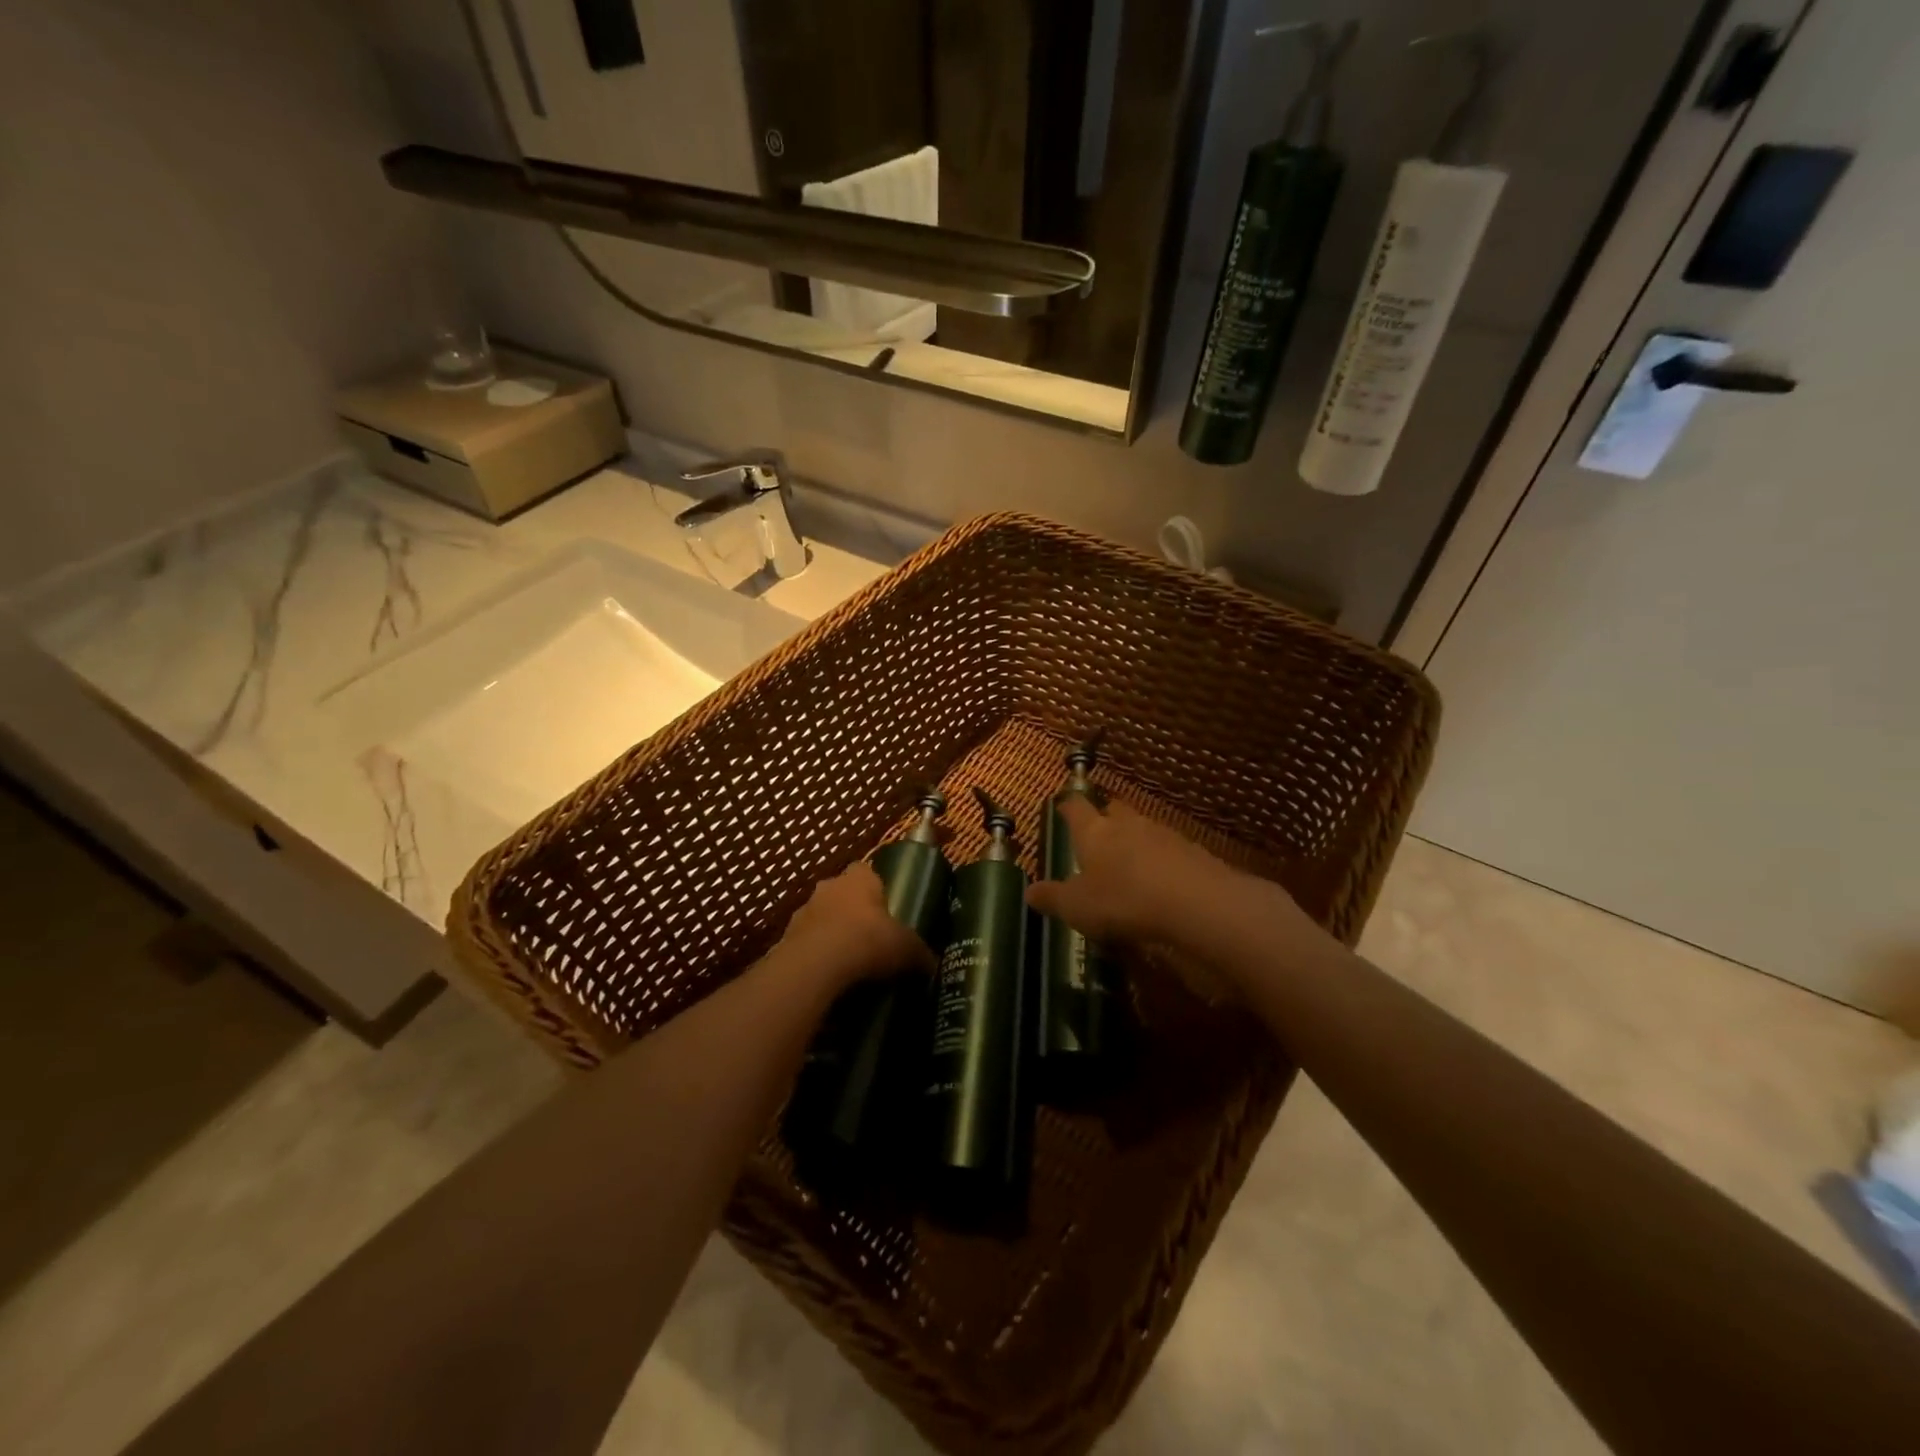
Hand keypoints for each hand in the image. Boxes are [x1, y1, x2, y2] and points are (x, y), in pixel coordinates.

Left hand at [776, 862, 932, 995]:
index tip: (886, 910)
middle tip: (870, 939)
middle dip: (852, 913)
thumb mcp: (907, 948)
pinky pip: (805, 945)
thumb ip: (920, 954)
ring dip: (831, 935)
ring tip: (849, 964)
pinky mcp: (784, 939)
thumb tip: (932, 965)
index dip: (876, 889)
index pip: (866, 871)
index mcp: (859, 878)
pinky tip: (829, 979)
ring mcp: (802, 912)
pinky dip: (815, 958)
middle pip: (841, 894)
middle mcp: (828, 887)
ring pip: (820, 919)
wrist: (816, 965)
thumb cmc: (868, 940)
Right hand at [1026, 798, 1327, 962]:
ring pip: (1142, 828)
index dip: (1067, 806)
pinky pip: (1168, 850)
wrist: (1195, 902)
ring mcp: (1162, 835)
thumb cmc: (1122, 899)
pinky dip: (1160, 860)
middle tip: (1096, 831)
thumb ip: (1052, 898)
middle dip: (1103, 816)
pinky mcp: (1191, 852)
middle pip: (1112, 809)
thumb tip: (1028, 891)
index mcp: (1093, 831)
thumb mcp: (1077, 907)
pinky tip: (1159, 881)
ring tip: (1127, 862)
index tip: (1062, 805)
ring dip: (1134, 839)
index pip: (1075, 807)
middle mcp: (1126, 824)